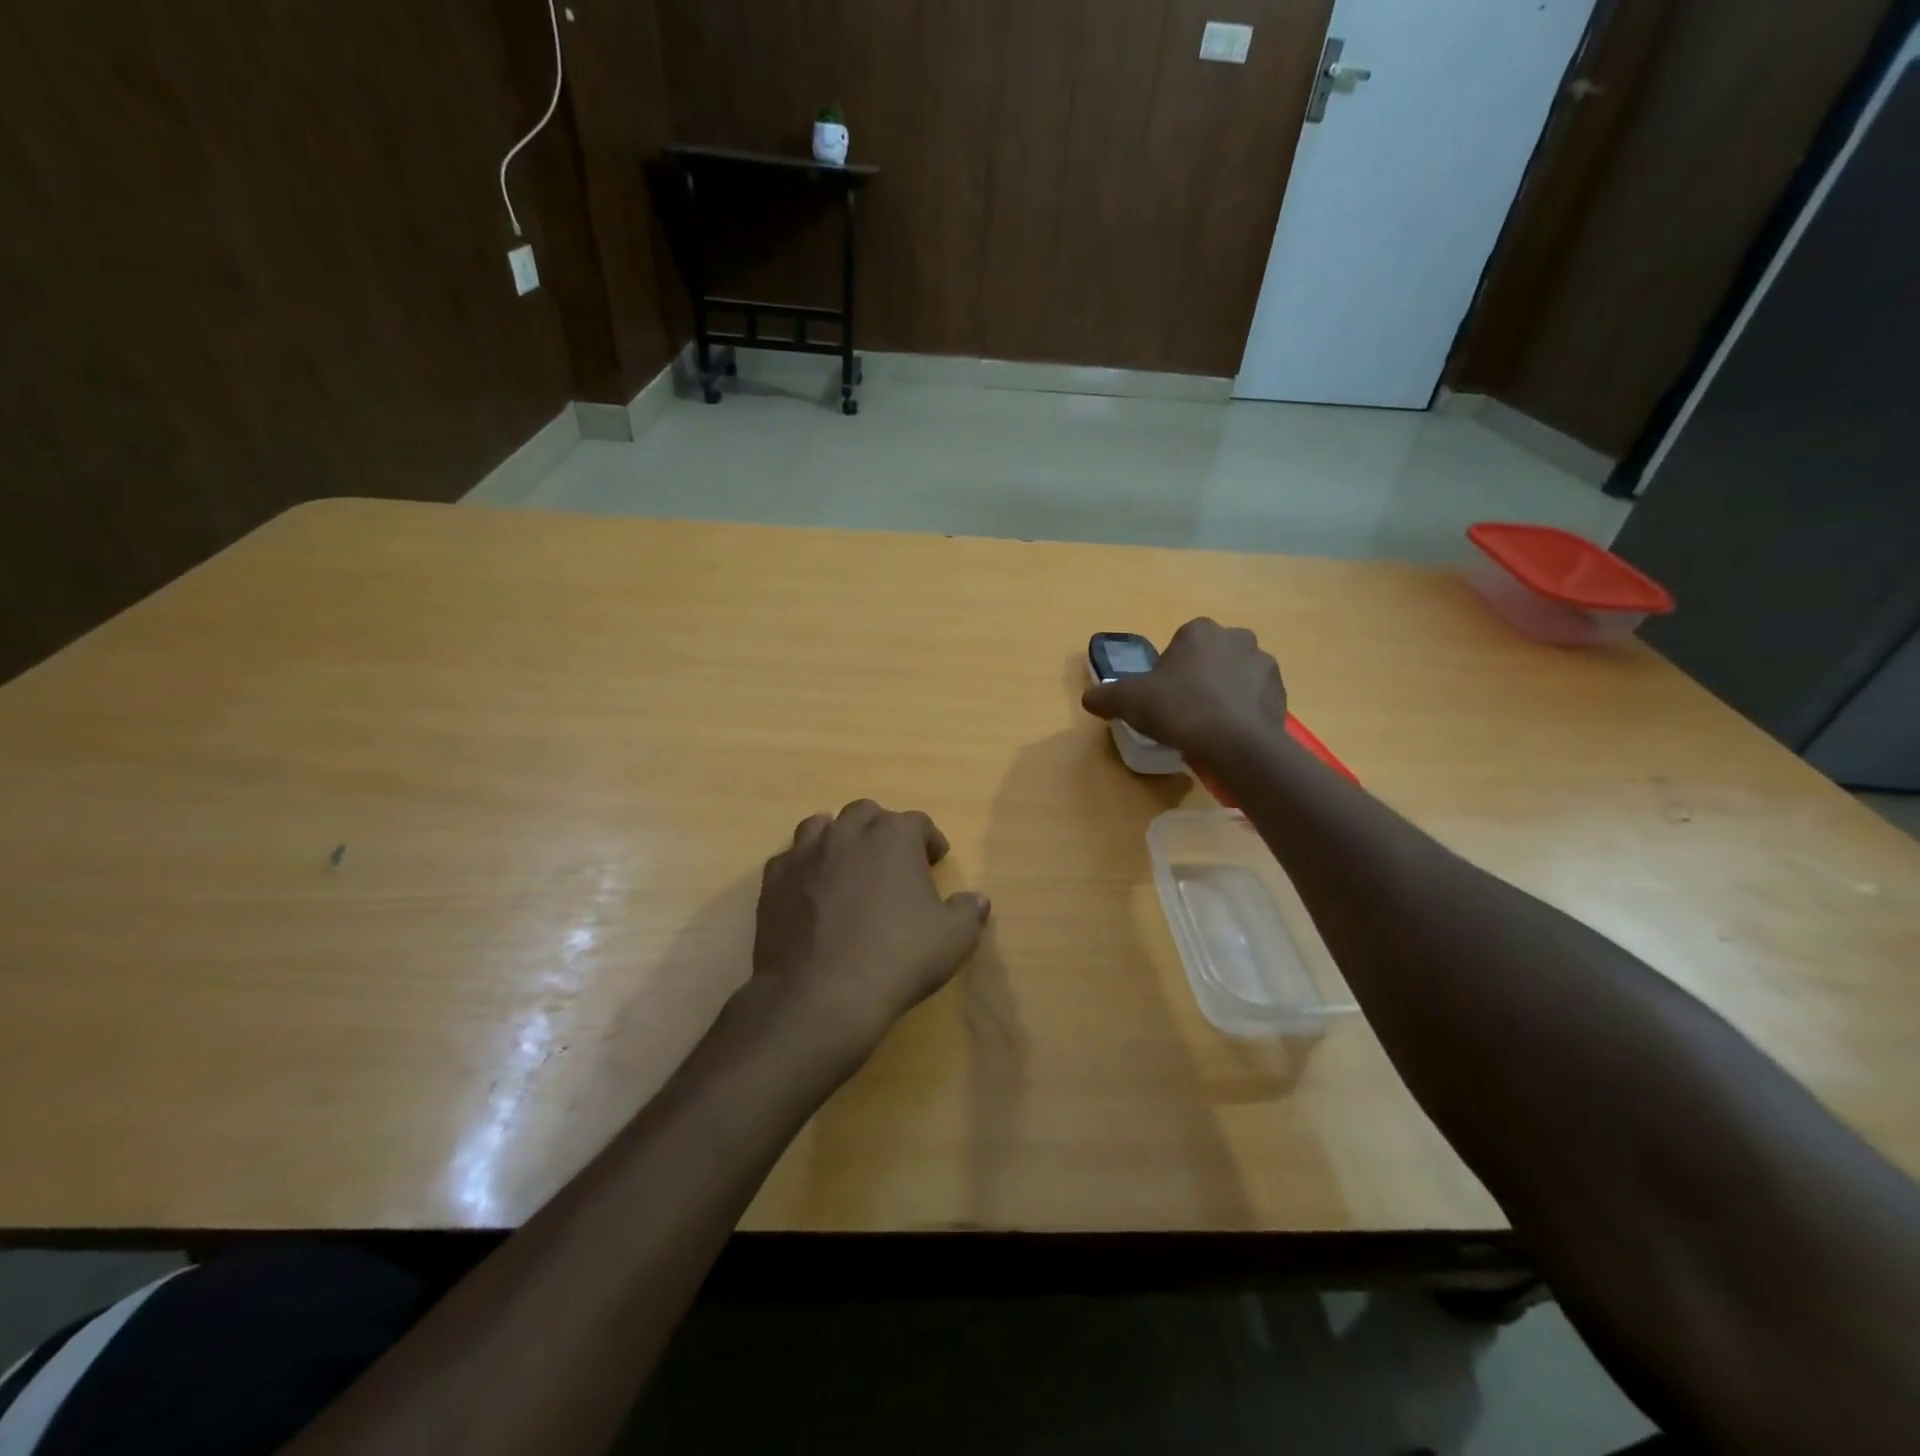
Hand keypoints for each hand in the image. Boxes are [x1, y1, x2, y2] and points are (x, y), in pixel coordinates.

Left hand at [751, 800, 989, 1060]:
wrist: (821, 996)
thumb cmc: (897, 959)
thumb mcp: (953, 939)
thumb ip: (968, 911)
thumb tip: (976, 900)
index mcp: (893, 836)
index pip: (917, 823)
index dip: (930, 840)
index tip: (936, 860)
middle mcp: (847, 833)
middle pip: (867, 814)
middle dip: (882, 831)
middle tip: (893, 862)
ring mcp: (805, 854)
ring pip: (821, 826)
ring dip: (839, 839)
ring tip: (848, 867)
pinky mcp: (773, 881)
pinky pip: (790, 859)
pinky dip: (804, 867)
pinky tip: (811, 892)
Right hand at [1081, 618, 1287, 761]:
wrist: (1235, 743)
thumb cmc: (1179, 710)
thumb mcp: (1128, 702)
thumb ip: (1105, 696)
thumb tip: (1089, 698)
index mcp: (1199, 631)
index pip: (1179, 644)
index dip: (1168, 671)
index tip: (1162, 697)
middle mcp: (1236, 637)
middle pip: (1210, 657)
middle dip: (1199, 678)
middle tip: (1184, 711)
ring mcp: (1264, 663)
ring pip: (1235, 676)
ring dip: (1224, 693)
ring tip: (1209, 726)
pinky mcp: (1281, 692)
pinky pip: (1255, 698)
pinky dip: (1244, 711)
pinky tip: (1229, 734)